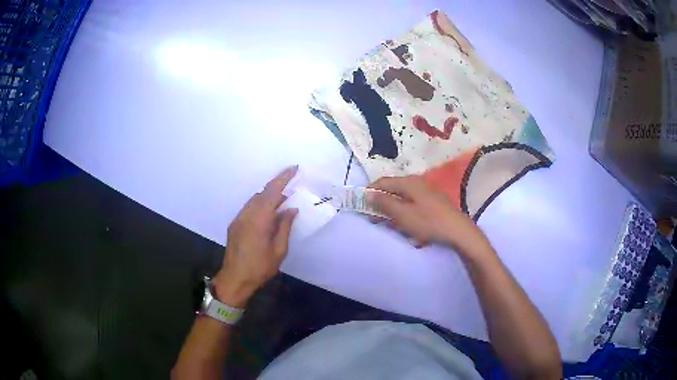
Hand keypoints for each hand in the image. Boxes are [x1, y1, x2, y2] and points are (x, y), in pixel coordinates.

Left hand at [213, 166, 298, 307]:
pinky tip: (268, 213)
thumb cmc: (260, 268)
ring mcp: (238, 219)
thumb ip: (284, 227)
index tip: (294, 169)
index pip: (272, 192)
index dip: (283, 179)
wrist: (235, 279)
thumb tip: (290, 209)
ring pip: (255, 200)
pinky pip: (249, 207)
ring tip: (282, 200)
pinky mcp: (235, 224)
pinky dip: (260, 204)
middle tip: (291, 184)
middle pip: (262, 193)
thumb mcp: (279, 250)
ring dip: (268, 196)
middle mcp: (247, 215)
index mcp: (259, 221)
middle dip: (277, 186)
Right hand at [369, 176, 489, 255]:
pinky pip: (412, 205)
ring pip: (403, 198)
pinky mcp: (432, 202)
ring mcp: (426, 192)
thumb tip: (369, 193)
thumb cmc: (428, 222)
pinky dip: (404, 213)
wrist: (458, 230)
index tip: (360, 203)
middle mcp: (417, 183)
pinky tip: (405, 225)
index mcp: (408, 182)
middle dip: (381, 203)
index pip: (383, 182)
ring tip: (387, 224)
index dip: (370, 191)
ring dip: (392, 210)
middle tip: (373, 217)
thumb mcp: (403, 214)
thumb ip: (384, 203)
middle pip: (393, 190)